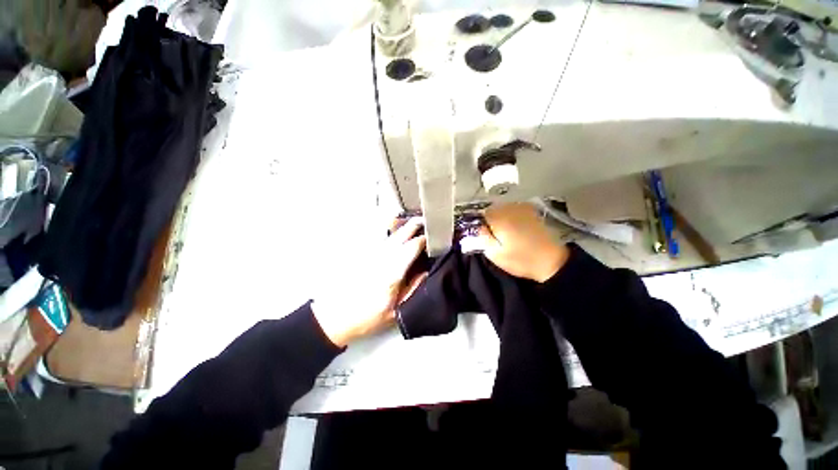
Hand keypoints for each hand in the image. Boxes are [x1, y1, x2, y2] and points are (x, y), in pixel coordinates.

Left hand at [312, 218, 427, 346]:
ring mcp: (371, 255)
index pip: (412, 247)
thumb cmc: (366, 317)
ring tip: (414, 225)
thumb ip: (412, 289)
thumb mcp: (395, 310)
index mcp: (392, 271)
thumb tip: (426, 273)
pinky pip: (381, 241)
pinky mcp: (363, 257)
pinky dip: (391, 235)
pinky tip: (396, 235)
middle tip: (425, 222)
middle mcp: (382, 258)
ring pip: (390, 235)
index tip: (433, 238)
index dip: (424, 240)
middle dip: (414, 226)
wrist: (335, 317)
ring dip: (403, 228)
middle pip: (400, 235)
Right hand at [466, 203, 568, 282]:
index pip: (482, 214)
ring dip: (502, 217)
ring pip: (504, 208)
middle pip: (493, 209)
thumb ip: (483, 239)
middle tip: (496, 235)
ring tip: (507, 232)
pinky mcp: (533, 211)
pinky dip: (512, 215)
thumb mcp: (495, 254)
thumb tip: (479, 228)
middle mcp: (510, 209)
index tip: (485, 235)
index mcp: (500, 219)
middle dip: (491, 220)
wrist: (552, 261)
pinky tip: (517, 227)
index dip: (482, 224)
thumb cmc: (521, 260)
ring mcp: (523, 208)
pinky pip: (515, 209)